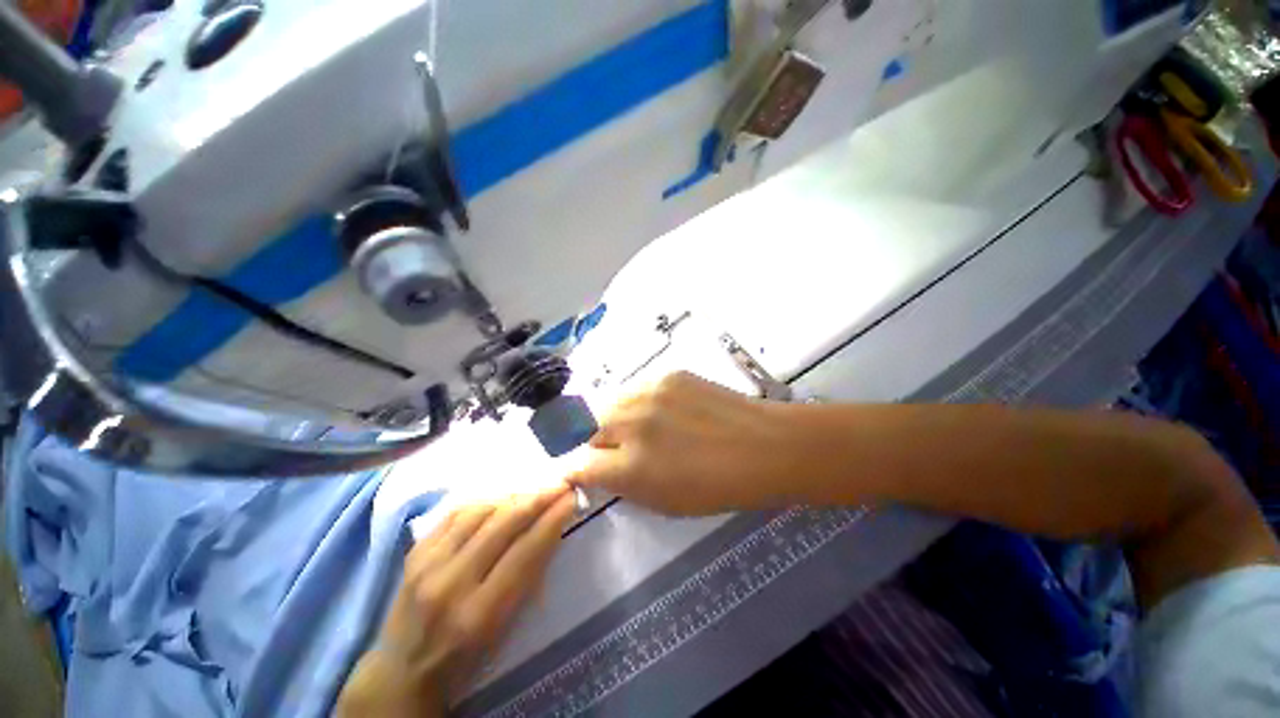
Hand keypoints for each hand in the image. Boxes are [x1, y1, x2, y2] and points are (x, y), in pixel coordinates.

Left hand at [337, 486, 576, 717]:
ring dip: (512, 494)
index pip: (524, 553)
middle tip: (558, 483)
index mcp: (478, 615)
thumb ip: (526, 580)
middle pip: (502, 525)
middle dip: (537, 498)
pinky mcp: (414, 553)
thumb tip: (549, 531)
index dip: (551, 520)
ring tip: (534, 486)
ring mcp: (427, 565)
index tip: (571, 497)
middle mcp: (450, 584)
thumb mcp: (504, 631)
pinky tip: (500, 494)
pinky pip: (454, 513)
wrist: (403, 670)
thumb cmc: (464, 660)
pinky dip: (483, 500)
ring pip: (479, 511)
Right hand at [572, 372, 800, 515]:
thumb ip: (624, 485)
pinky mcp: (668, 375)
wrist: (762, 446)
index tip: (588, 470)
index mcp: (630, 466)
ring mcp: (650, 393)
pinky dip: (640, 403)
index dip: (580, 470)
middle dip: (596, 442)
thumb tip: (600, 470)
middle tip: (616, 449)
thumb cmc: (717, 487)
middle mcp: (632, 424)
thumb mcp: (663, 503)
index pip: (580, 464)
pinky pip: (638, 389)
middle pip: (590, 427)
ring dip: (615, 418)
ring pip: (611, 403)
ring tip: (637, 427)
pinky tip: (661, 411)